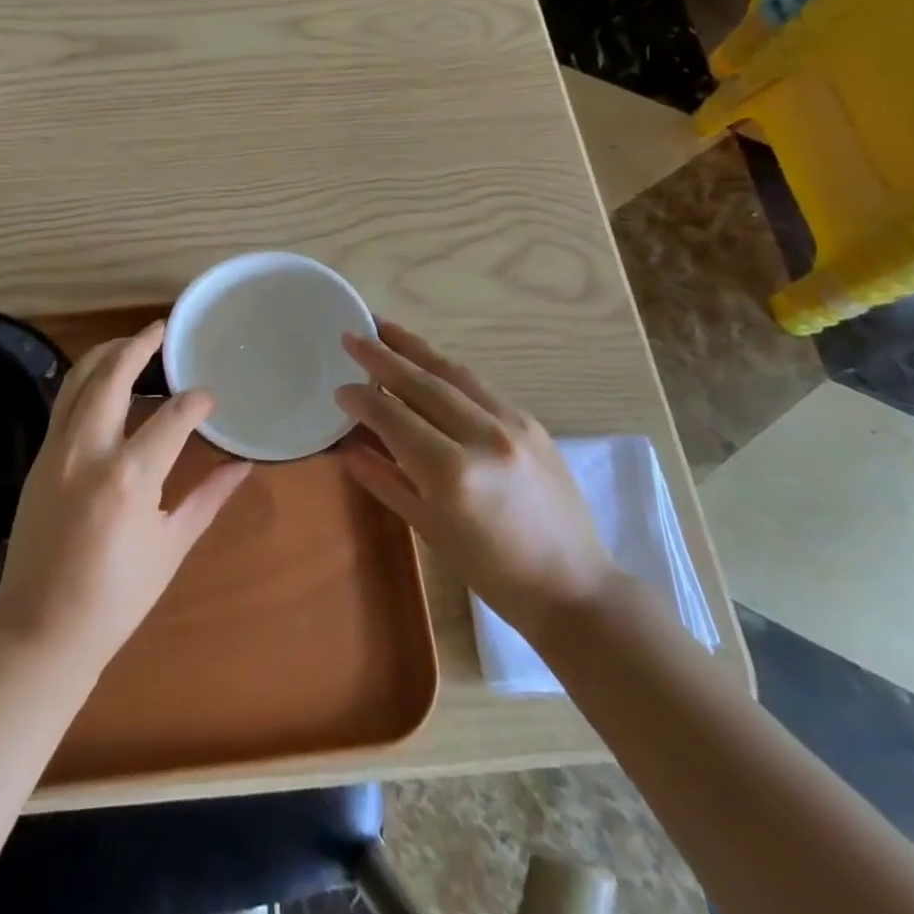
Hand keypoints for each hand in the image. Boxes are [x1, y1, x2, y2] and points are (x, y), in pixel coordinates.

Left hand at [0, 320, 249, 673]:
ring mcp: (57, 450)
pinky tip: (103, 380)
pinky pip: (63, 402)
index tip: (210, 396)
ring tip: (132, 343)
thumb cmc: (116, 598)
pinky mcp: (39, 457)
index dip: (196, 401)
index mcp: (130, 478)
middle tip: (162, 330)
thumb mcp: (171, 547)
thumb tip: (243, 465)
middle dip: (139, 346)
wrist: (40, 630)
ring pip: (79, 380)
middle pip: (113, 376)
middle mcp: (89, 451)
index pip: (172, 416)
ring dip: (106, 354)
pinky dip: (85, 381)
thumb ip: (208, 497)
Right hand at [335, 321, 612, 639]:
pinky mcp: (531, 421)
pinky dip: (446, 369)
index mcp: (452, 473)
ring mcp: (513, 424)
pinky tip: (427, 360)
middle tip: (351, 335)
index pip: (395, 418)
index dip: (363, 400)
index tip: (339, 388)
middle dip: (382, 356)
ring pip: (453, 373)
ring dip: (414, 348)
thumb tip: (347, 447)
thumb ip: (386, 480)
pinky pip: (479, 385)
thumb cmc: (493, 571)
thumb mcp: (430, 530)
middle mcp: (483, 437)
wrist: (574, 585)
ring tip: (384, 328)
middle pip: (422, 383)